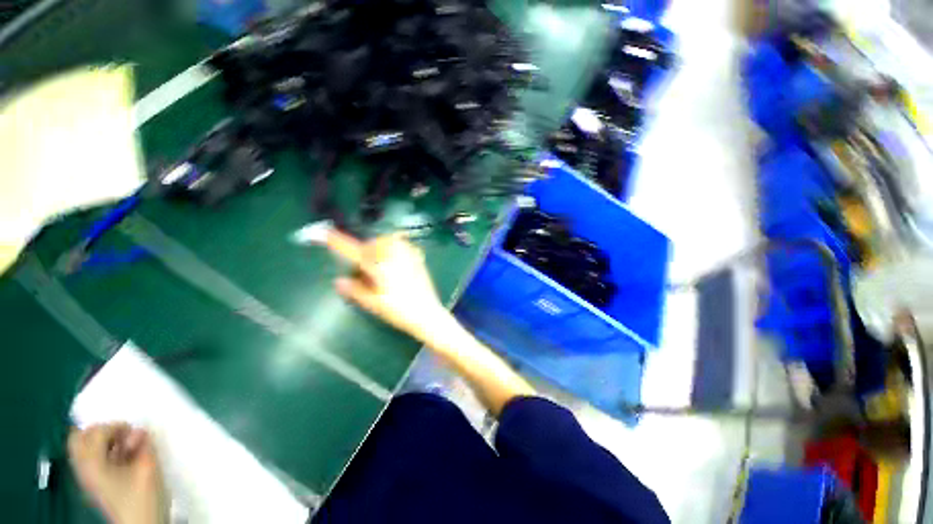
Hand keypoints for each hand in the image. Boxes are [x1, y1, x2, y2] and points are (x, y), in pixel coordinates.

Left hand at [68, 424, 167, 523]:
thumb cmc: (141, 497)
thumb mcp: (147, 468)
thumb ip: (143, 445)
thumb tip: (140, 430)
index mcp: (92, 463)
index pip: (94, 431)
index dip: (115, 426)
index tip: (134, 432)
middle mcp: (83, 468)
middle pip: (79, 438)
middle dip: (100, 431)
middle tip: (123, 435)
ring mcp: (87, 477)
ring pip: (84, 448)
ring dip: (102, 441)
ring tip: (124, 447)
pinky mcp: (95, 484)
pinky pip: (90, 459)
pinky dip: (103, 452)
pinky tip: (122, 458)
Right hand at [327, 232, 449, 340]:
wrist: (427, 314)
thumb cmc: (399, 311)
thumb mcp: (373, 304)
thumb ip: (355, 290)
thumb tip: (339, 280)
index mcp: (380, 267)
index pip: (355, 251)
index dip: (338, 241)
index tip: (324, 233)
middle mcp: (394, 256)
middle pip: (373, 243)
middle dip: (366, 250)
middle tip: (365, 266)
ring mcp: (408, 255)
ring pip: (388, 241)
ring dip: (380, 247)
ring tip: (381, 264)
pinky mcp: (418, 258)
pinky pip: (403, 244)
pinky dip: (394, 247)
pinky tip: (395, 261)